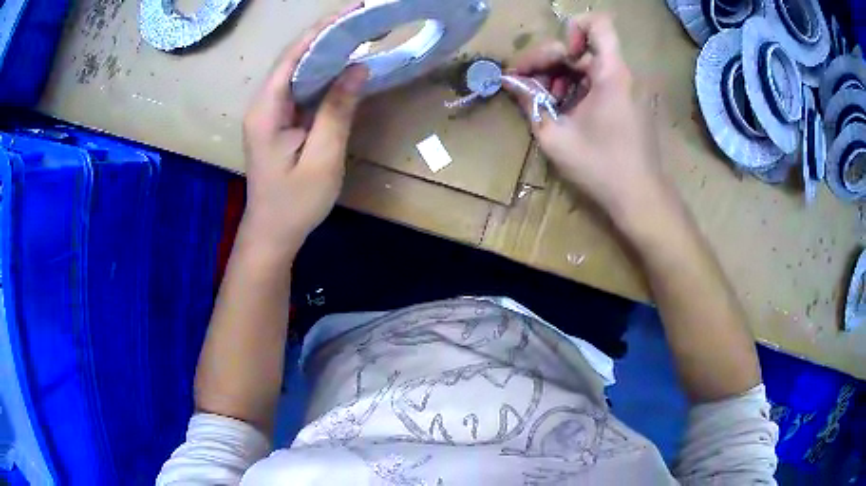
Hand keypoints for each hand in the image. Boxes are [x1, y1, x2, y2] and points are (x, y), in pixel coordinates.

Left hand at [241, 12, 367, 258]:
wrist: (273, 233)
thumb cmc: (295, 203)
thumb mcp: (322, 158)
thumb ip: (338, 111)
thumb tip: (357, 68)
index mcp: (266, 110)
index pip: (292, 56)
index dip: (321, 31)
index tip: (351, 12)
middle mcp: (263, 104)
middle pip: (293, 58)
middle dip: (326, 35)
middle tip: (362, 19)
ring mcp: (270, 112)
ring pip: (297, 70)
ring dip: (326, 51)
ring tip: (358, 34)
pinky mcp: (279, 121)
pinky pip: (301, 87)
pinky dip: (323, 73)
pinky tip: (344, 65)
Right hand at [504, 14, 670, 219]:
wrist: (641, 198)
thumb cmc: (601, 168)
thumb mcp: (555, 137)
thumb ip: (530, 102)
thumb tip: (510, 82)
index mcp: (611, 74)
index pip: (598, 24)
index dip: (572, 29)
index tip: (559, 56)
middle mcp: (624, 74)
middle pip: (583, 47)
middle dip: (551, 61)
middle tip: (529, 86)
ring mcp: (629, 89)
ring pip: (589, 65)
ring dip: (562, 77)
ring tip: (547, 103)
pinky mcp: (630, 103)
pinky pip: (600, 82)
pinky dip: (579, 89)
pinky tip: (566, 111)